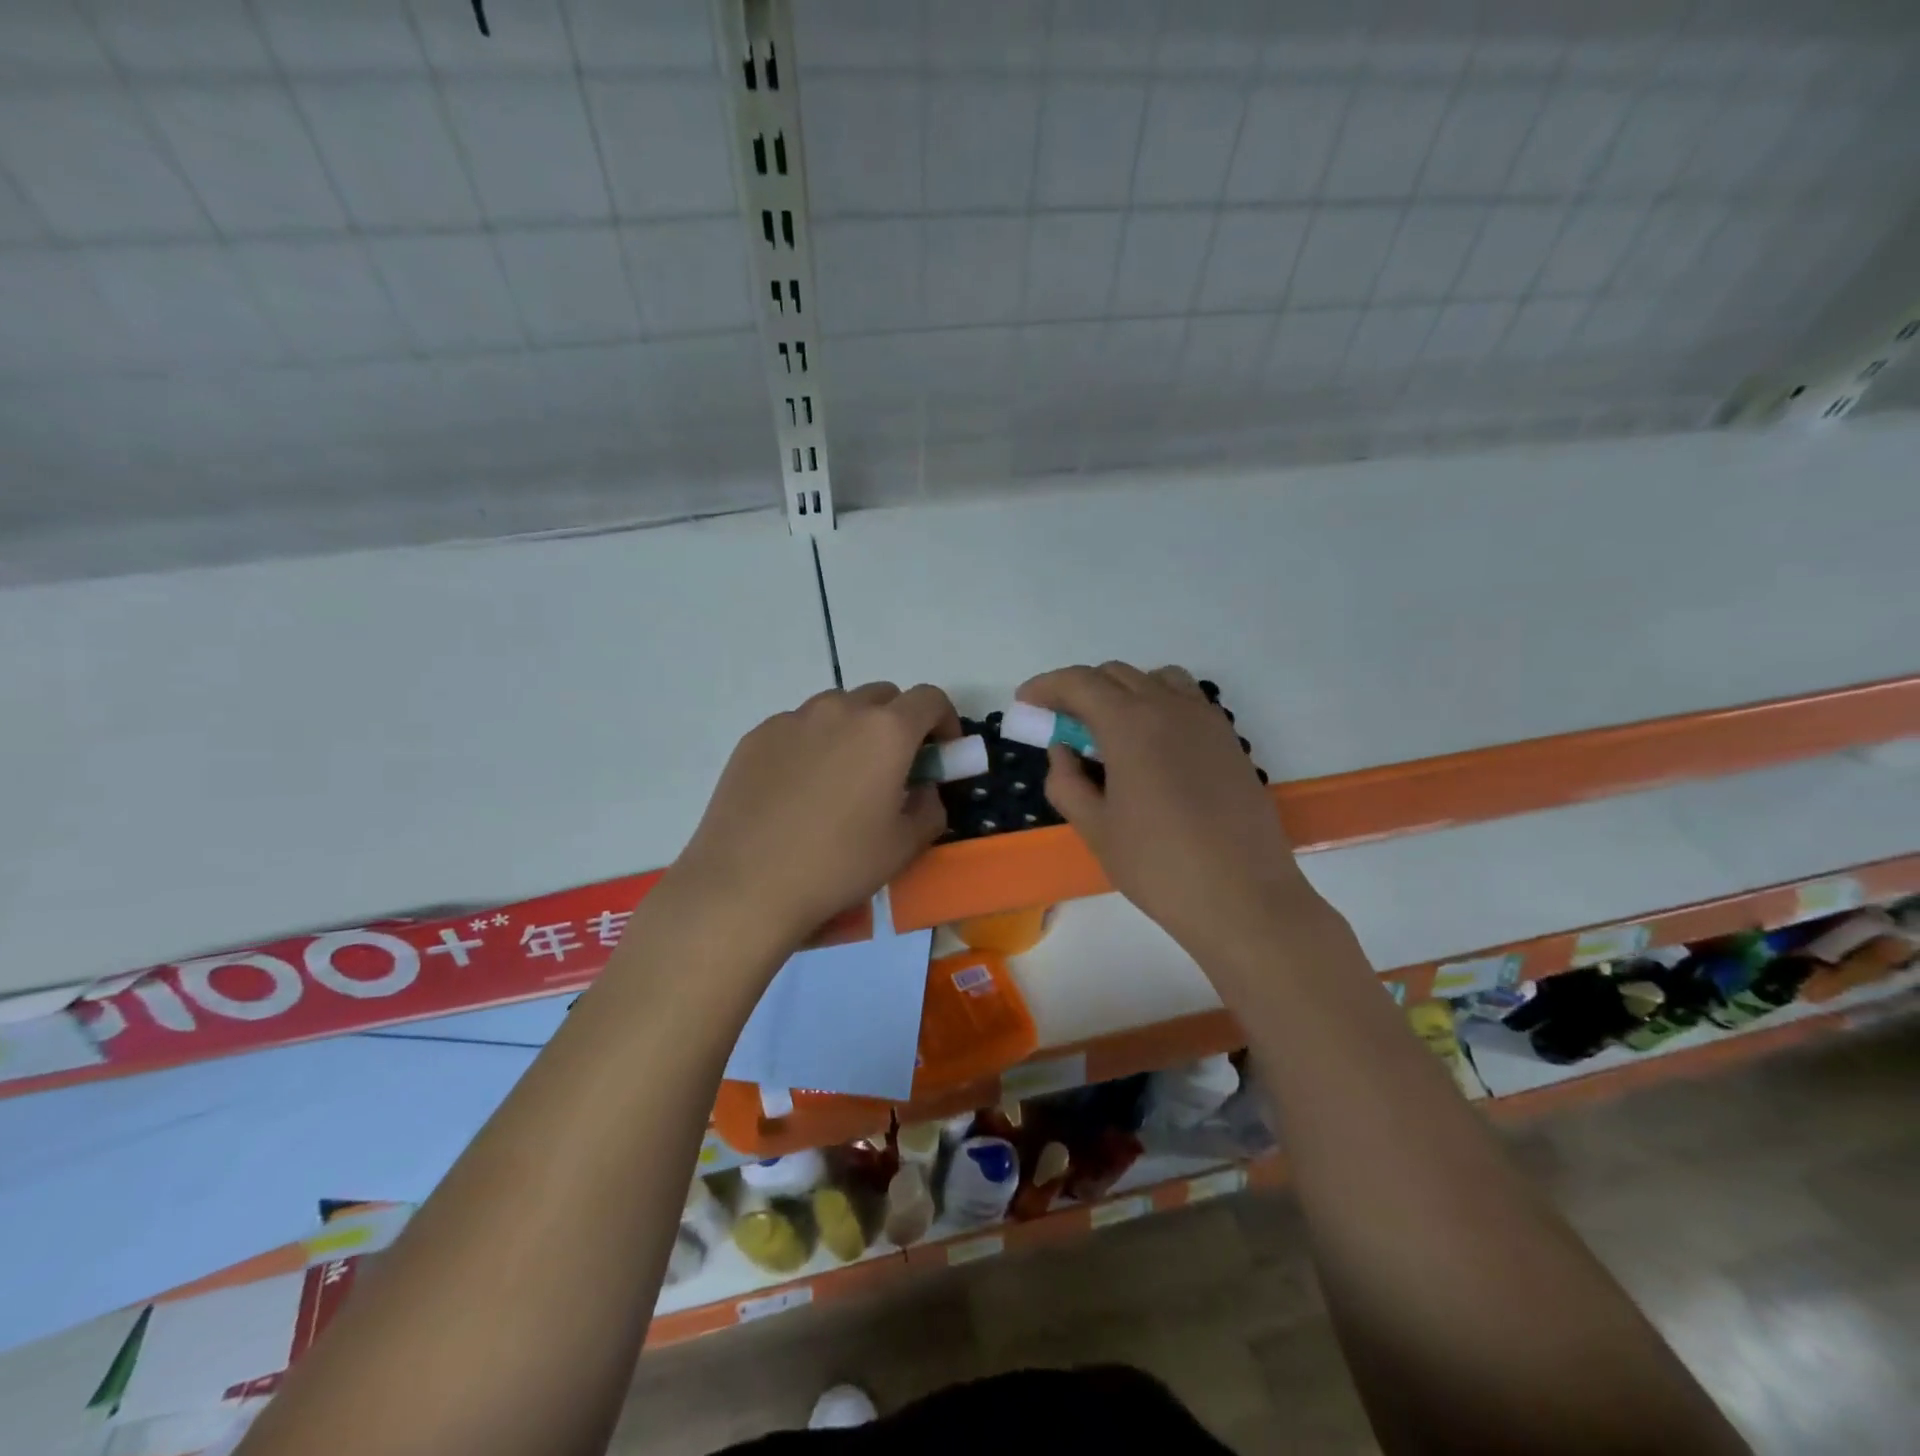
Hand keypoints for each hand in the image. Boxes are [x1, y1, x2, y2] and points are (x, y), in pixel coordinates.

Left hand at [669, 682, 960, 946]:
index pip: (930, 699)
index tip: (941, 753)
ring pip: (838, 708)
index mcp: (886, 731)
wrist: (746, 884)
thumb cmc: (838, 865)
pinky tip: (798, 790)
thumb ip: (930, 807)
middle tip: (893, 768)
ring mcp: (793, 719)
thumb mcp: (905, 846)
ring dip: (854, 730)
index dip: (945, 721)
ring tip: (842, 779)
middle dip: (899, 723)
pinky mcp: (757, 736)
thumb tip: (923, 789)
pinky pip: (798, 727)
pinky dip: (813, 744)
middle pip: (883, 697)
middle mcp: (841, 710)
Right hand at [1020, 663, 1325, 962]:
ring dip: (1123, 691)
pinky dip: (1158, 704)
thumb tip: (1062, 751)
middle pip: (1116, 675)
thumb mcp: (1095, 829)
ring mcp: (1206, 720)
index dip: (1047, 686)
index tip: (1026, 701)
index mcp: (1130, 724)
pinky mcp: (1229, 740)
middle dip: (1080, 689)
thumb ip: (1067, 782)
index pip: (1080, 683)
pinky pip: (1187, 700)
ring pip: (1156, 679)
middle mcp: (1170, 707)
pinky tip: (1151, 746)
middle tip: (1061, 721)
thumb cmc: (1158, 865)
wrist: (1243, 897)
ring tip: (1109, 729)